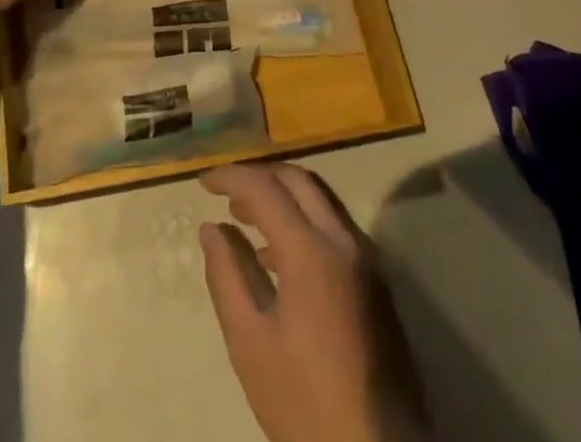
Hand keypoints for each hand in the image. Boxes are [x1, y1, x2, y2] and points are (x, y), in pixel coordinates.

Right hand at [200, 164, 426, 441]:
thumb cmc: (305, 403)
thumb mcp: (249, 344)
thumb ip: (227, 276)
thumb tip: (211, 228)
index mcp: (312, 251)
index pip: (265, 188)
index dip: (231, 178)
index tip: (203, 182)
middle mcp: (345, 241)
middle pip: (298, 181)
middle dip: (259, 177)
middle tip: (226, 193)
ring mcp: (367, 260)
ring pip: (321, 200)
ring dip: (283, 196)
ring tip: (246, 218)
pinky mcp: (377, 282)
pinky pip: (335, 227)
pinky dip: (304, 220)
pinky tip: (278, 255)